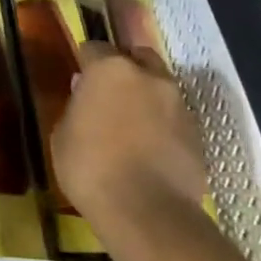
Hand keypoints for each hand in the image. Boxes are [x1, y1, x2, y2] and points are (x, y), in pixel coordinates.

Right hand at [52, 41, 209, 228]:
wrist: (147, 212)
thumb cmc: (91, 168)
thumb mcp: (62, 135)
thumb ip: (76, 105)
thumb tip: (85, 91)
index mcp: (110, 69)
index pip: (94, 47)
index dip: (85, 61)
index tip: (79, 78)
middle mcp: (149, 76)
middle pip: (137, 56)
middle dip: (124, 68)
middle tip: (109, 94)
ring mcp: (178, 103)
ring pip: (160, 86)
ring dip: (146, 96)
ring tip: (132, 124)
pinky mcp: (198, 133)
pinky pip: (174, 116)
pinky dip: (162, 123)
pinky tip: (150, 147)